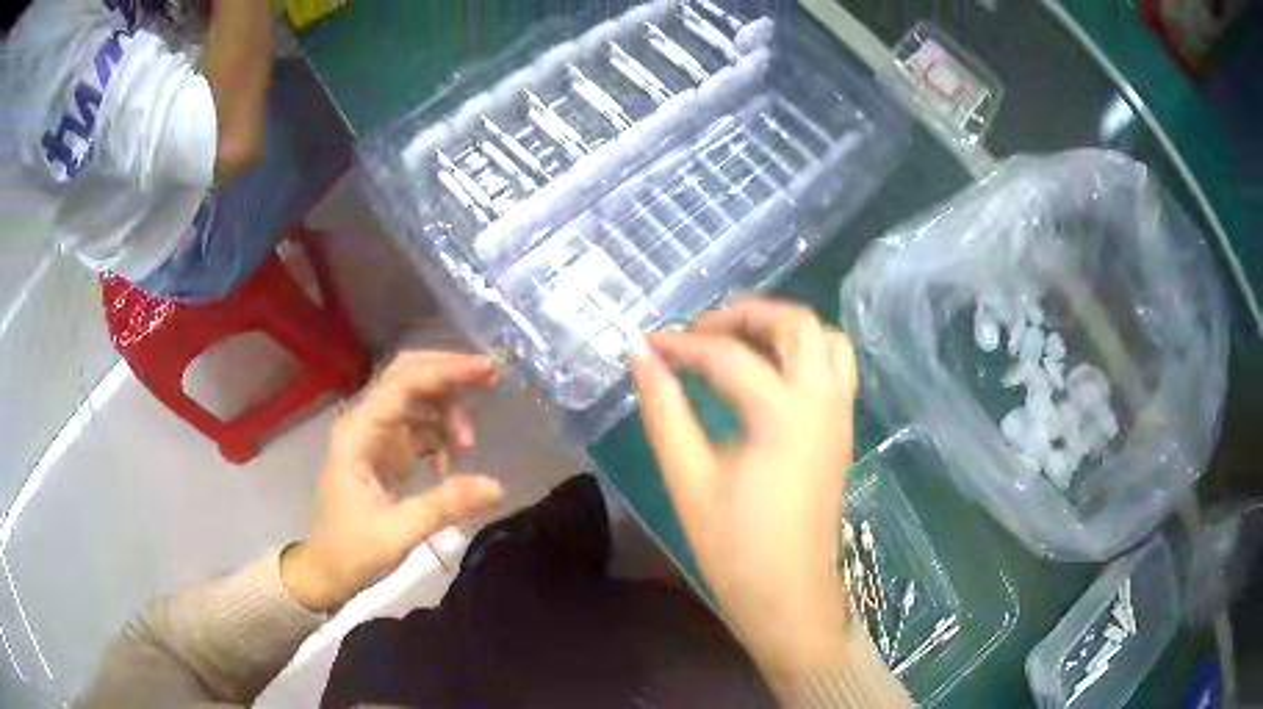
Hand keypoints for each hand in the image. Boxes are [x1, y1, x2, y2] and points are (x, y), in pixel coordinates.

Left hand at [281, 352, 504, 611]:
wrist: (328, 573)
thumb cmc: (352, 551)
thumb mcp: (399, 532)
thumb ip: (446, 505)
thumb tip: (497, 486)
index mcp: (359, 432)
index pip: (404, 384)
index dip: (446, 371)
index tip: (488, 370)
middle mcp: (366, 424)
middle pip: (409, 378)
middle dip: (449, 375)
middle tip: (491, 379)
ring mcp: (377, 438)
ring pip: (419, 402)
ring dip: (448, 414)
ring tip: (468, 448)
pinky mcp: (388, 455)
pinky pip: (421, 429)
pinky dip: (442, 438)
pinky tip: (450, 466)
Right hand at [631, 295, 857, 683]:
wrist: (789, 596)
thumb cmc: (734, 548)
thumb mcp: (688, 478)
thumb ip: (664, 411)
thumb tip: (641, 357)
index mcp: (783, 415)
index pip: (727, 356)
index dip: (682, 345)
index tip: (648, 345)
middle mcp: (822, 402)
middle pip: (796, 324)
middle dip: (746, 313)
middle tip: (701, 331)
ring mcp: (840, 414)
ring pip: (826, 338)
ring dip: (783, 327)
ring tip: (738, 342)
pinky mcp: (842, 430)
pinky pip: (835, 366)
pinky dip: (804, 351)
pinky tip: (769, 373)